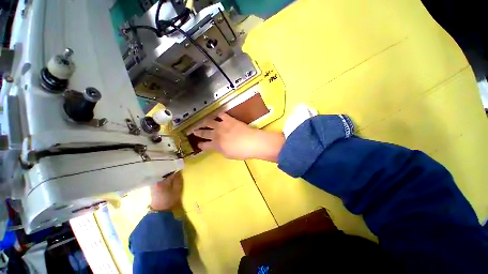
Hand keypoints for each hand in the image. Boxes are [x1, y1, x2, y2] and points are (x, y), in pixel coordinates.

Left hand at [150, 172, 182, 210]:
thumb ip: (178, 179)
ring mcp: (153, 182)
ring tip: (173, 173)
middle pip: (164, 171)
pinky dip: (164, 176)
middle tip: (177, 169)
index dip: (176, 169)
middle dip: (171, 170)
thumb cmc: (170, 200)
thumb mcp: (177, 189)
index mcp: (162, 181)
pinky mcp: (152, 185)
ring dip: (167, 173)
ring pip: (161, 174)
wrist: (160, 211)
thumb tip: (178, 171)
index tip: (181, 168)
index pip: (170, 171)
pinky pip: (159, 177)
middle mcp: (155, 180)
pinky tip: (168, 178)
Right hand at [190, 113, 284, 161]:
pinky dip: (217, 114)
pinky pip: (221, 114)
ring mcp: (222, 125)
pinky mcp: (229, 119)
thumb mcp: (228, 155)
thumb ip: (220, 150)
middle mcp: (216, 134)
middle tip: (193, 131)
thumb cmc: (241, 152)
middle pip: (204, 133)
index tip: (198, 144)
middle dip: (197, 132)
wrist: (252, 142)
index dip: (200, 145)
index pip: (204, 145)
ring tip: (200, 122)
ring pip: (209, 122)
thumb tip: (217, 147)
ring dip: (203, 122)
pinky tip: (215, 114)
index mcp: (216, 145)